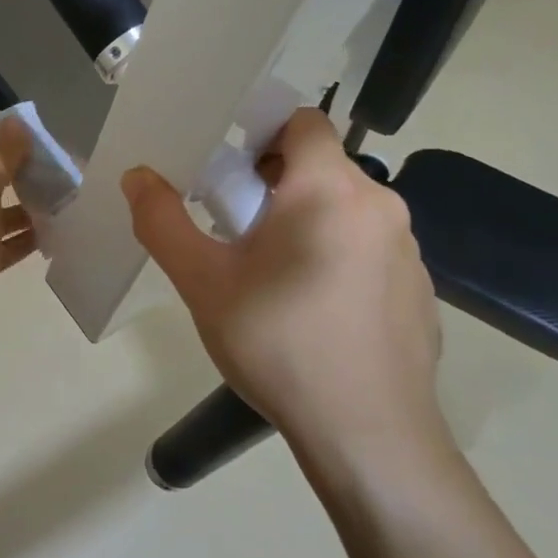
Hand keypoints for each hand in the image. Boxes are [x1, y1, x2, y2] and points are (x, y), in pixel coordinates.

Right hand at [121, 108, 447, 479]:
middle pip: (323, 166)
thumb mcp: (201, 281)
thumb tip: (137, 176)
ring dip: (306, 221)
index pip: (305, 122)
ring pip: (346, 209)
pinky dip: (337, 257)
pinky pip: (370, 250)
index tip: (228, 171)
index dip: (263, 133)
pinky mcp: (421, 291)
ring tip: (269, 275)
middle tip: (234, 229)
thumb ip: (162, 221)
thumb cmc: (277, 343)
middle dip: (275, 183)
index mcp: (329, 190)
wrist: (368, 435)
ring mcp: (409, 251)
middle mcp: (380, 207)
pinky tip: (312, 311)